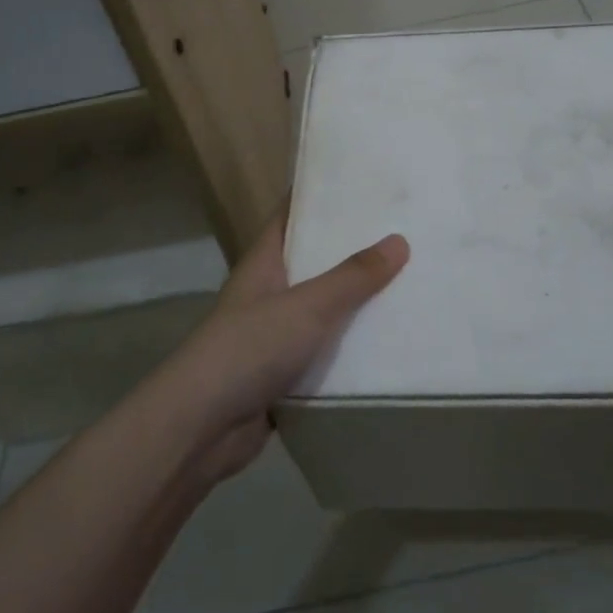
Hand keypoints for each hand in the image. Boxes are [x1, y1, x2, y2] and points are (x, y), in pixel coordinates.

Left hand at [152, 208, 408, 482]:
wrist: (202, 428)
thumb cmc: (249, 349)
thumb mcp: (307, 306)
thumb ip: (352, 277)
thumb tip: (399, 240)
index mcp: (264, 264)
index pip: (292, 216)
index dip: (321, 198)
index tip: (364, 183)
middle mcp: (269, 294)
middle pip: (314, 262)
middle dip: (353, 251)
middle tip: (405, 233)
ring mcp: (274, 336)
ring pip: (324, 311)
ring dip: (357, 304)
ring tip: (410, 285)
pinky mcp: (284, 375)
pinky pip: (325, 353)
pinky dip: (351, 349)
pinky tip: (390, 344)